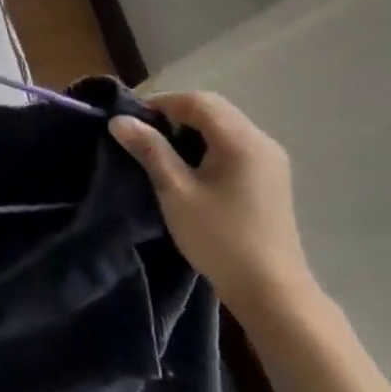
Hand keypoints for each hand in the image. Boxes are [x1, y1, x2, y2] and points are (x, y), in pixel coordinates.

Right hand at [110, 91, 316, 322]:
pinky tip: (191, 168)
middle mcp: (261, 141)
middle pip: (214, 109)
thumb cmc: (219, 238)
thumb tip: (119, 120)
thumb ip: (150, 150)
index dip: (161, 103)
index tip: (132, 120)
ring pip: (225, 125)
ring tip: (162, 150)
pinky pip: (235, 144)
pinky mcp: (271, 177)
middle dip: (176, 113)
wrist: (271, 290)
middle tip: (144, 134)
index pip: (197, 101)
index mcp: (241, 140)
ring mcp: (270, 160)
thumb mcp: (175, 191)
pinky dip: (209, 144)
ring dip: (192, 128)